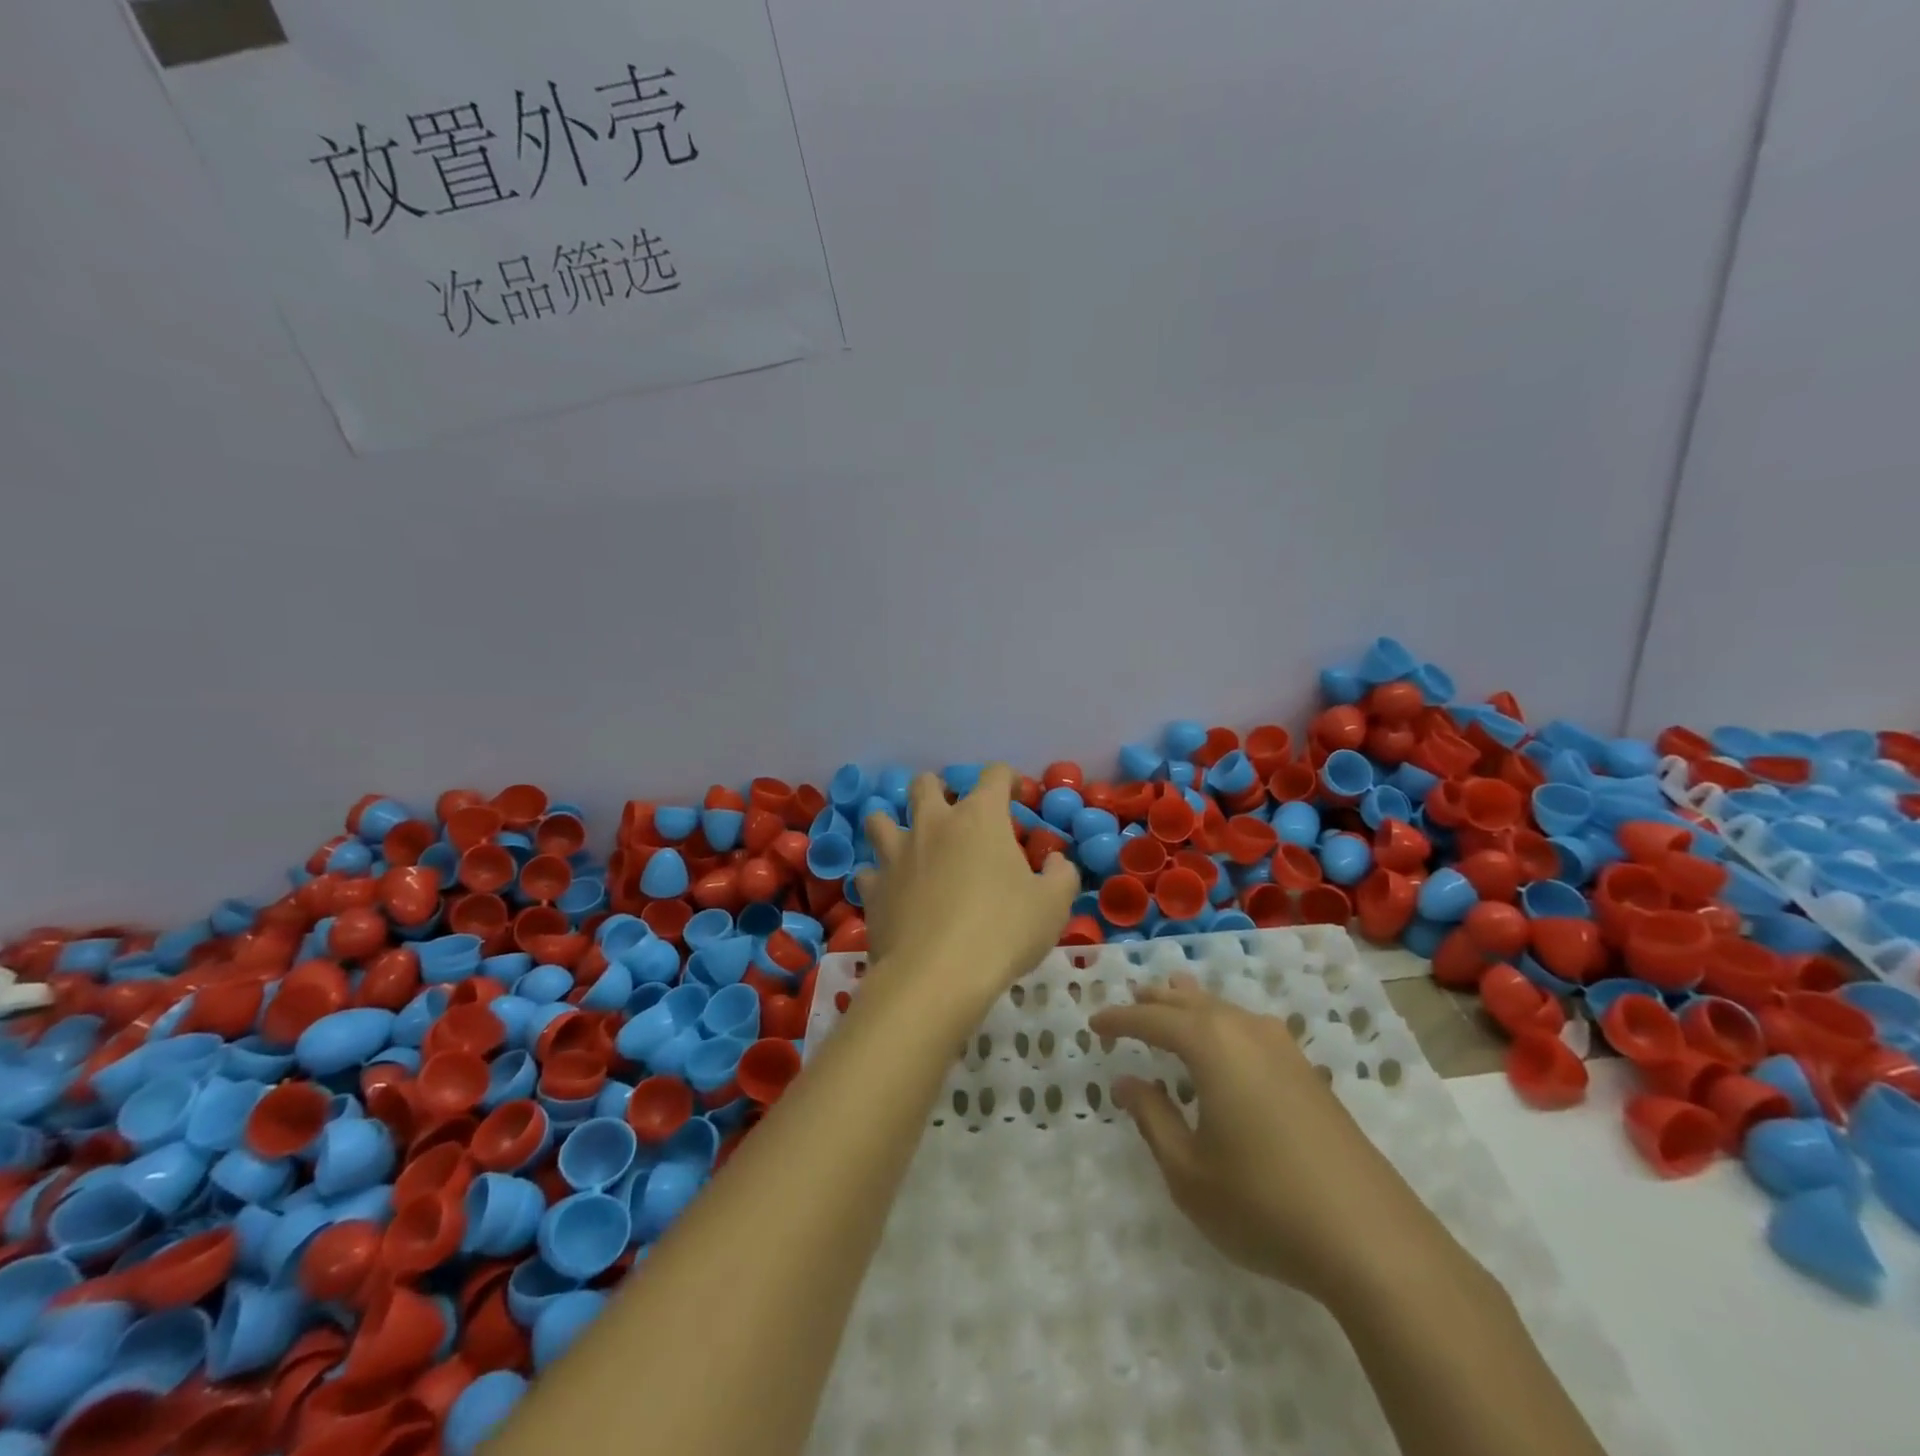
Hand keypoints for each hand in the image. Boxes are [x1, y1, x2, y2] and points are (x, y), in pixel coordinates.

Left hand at [855, 765, 1076, 1004]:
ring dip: (893, 823)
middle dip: (939, 790)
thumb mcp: (1052, 906)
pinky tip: (891, 891)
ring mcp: (896, 854)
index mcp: (979, 818)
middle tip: (954, 815)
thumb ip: (1060, 875)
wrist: (936, 976)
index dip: (1006, 778)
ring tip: (909, 843)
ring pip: (879, 818)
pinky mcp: (872, 888)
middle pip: (926, 784)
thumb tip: (1056, 861)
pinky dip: (880, 876)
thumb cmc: (1003, 931)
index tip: (1013, 793)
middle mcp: (933, 824)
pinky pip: (869, 871)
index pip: (993, 775)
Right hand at [1089, 973, 1438, 1303]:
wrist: (1372, 1240)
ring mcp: (1284, 1050)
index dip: (1120, 1020)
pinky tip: (1228, 1043)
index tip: (1094, 1024)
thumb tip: (1126, 1081)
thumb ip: (1152, 1118)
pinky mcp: (1309, 1074)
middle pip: (1192, 1002)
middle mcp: (1246, 1031)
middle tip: (1133, 998)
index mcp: (1210, 1044)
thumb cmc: (1263, 1203)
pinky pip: (1251, 1029)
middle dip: (1158, 1000)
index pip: (1152, 1019)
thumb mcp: (1188, 1170)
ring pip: (1226, 1010)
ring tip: (1174, 999)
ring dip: (1194, 1006)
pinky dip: (1224, 1024)